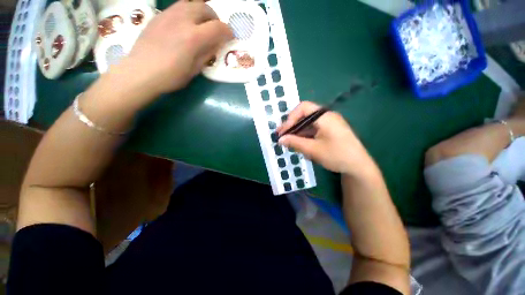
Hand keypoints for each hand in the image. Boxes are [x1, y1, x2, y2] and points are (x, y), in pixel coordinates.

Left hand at [122, 0, 232, 95]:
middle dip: (215, 18)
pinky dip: (187, 12)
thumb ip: (207, 54)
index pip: (217, 27)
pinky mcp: (159, 16)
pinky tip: (185, 24)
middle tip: (215, 29)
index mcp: (193, 37)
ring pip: (190, 3)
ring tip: (201, 24)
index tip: (230, 37)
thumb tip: (216, 44)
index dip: (227, 31)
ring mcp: (168, 15)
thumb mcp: (195, 69)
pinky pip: (177, 7)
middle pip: (205, 8)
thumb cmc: (171, 76)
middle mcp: (182, 20)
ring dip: (201, 11)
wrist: (141, 72)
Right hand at [277, 102, 375, 175]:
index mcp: (324, 116)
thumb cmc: (336, 155)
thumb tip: (280, 139)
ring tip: (289, 143)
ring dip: (298, 133)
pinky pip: (313, 130)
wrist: (358, 167)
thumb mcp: (313, 149)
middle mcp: (326, 117)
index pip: (303, 108)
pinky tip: (300, 145)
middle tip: (282, 137)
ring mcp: (329, 124)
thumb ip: (295, 143)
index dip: (291, 118)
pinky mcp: (329, 131)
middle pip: (304, 116)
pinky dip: (305, 136)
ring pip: (308, 124)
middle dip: (292, 126)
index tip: (283, 131)